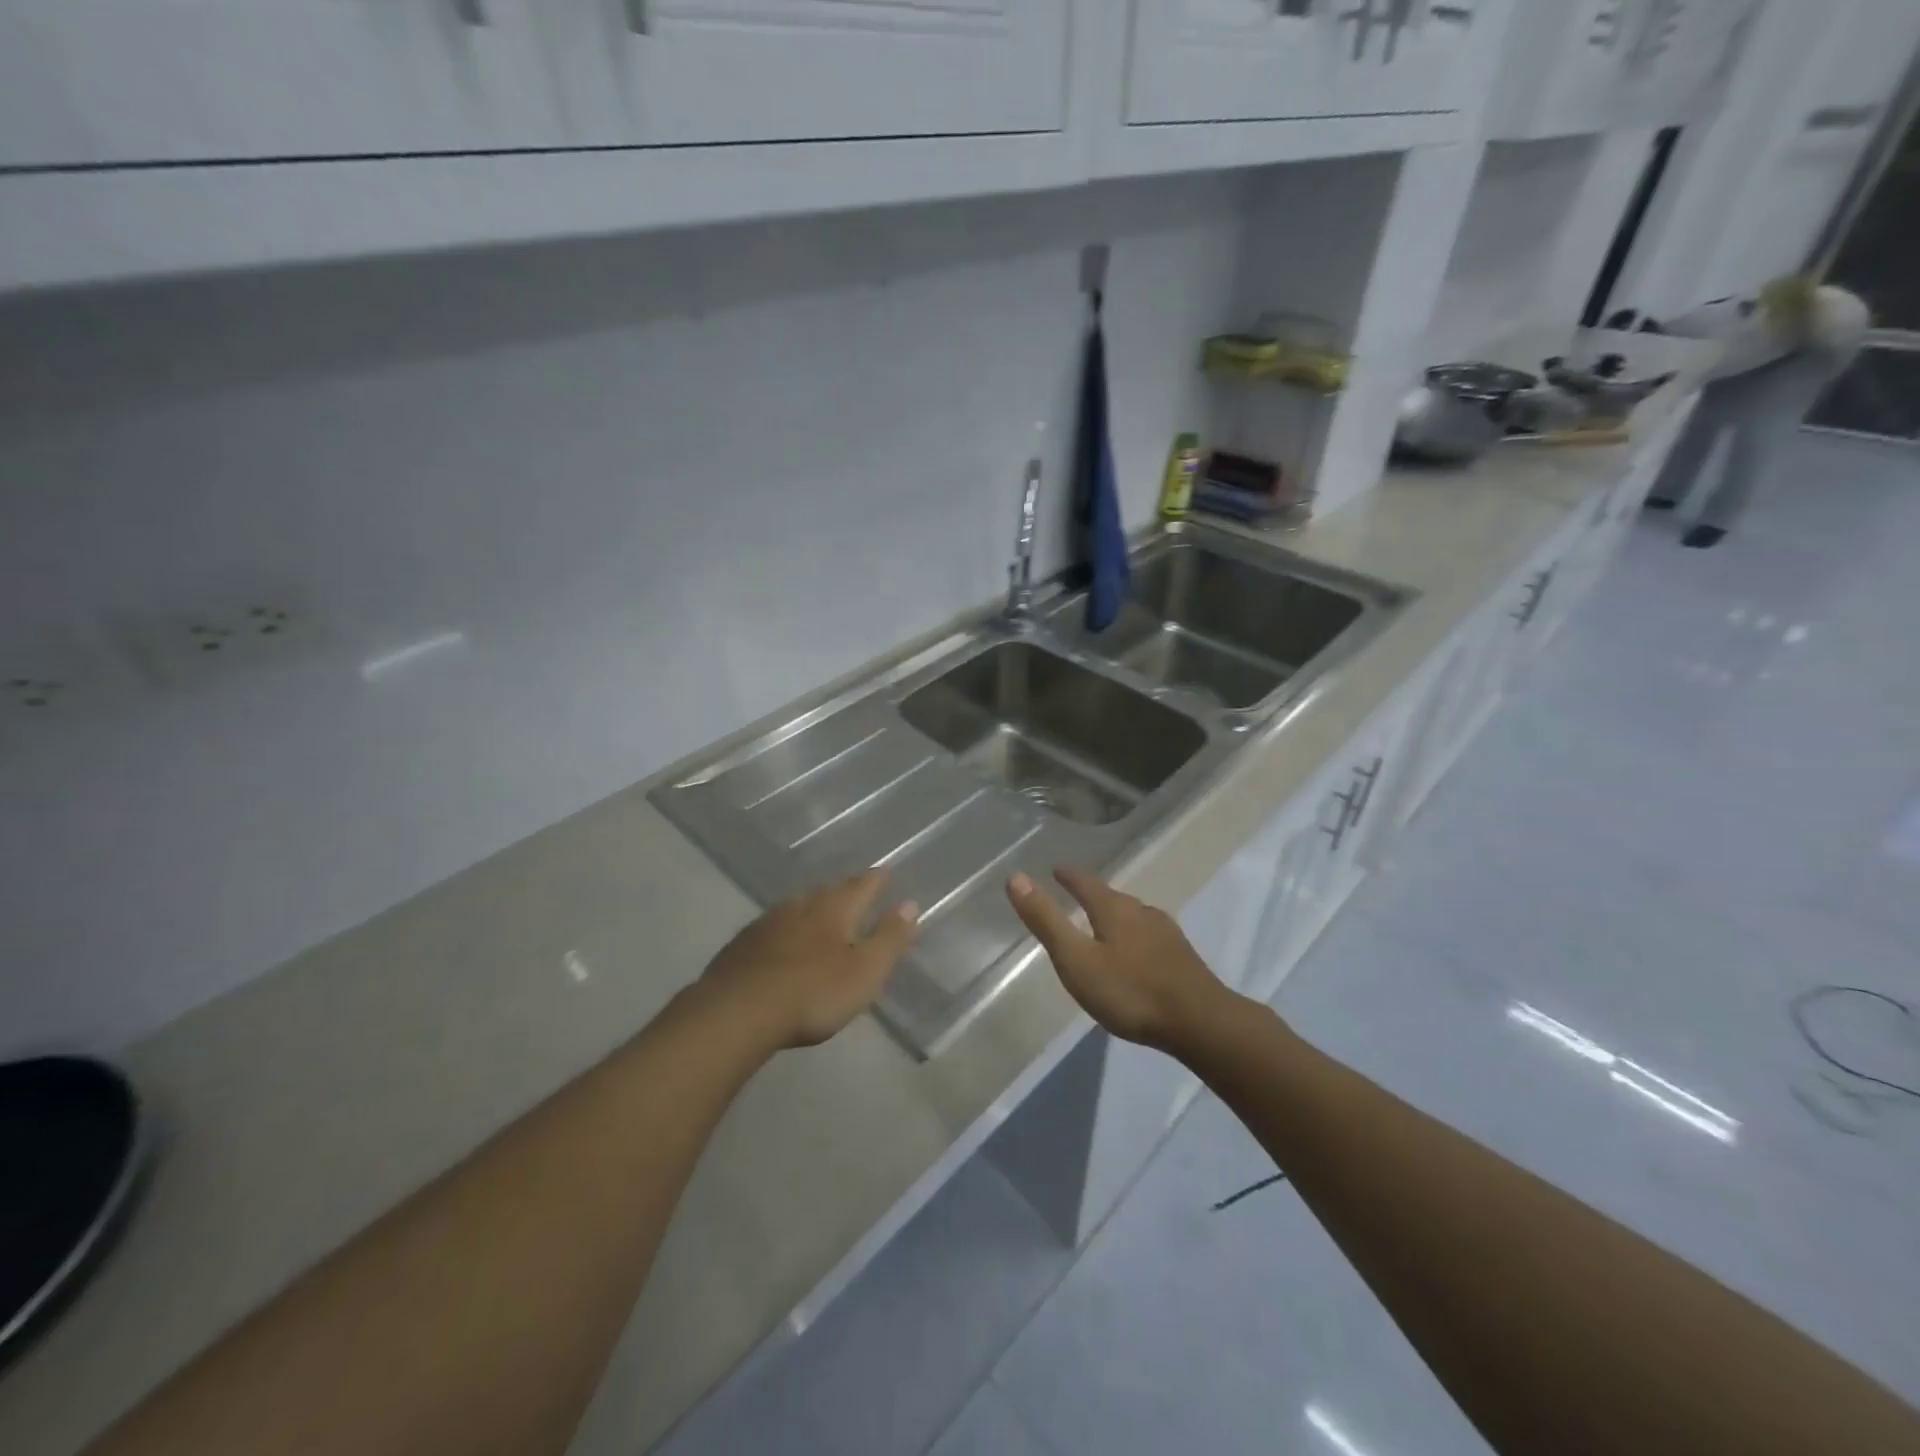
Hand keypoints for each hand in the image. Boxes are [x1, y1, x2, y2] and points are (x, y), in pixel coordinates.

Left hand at [697, 869, 919, 1049]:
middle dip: (845, 891)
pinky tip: (782, 942)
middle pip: (829, 891)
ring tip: (822, 913)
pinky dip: (786, 929)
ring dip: (813, 907)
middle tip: (856, 892)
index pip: (862, 885)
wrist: (736, 1012)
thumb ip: (889, 938)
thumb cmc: (813, 992)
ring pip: (798, 906)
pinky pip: (773, 927)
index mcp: (835, 909)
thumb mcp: (865, 971)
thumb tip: (910, 904)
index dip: (877, 880)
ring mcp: (768, 923)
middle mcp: (802, 906)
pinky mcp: (742, 944)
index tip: (886, 873)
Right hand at [1007, 867, 1237, 1055]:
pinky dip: (1133, 936)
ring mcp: (1166, 934)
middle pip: (1112, 897)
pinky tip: (1135, 954)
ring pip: (1133, 916)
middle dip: (1092, 895)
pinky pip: (1148, 936)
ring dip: (1115, 915)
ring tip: (1102, 924)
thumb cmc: (1130, 991)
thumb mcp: (1077, 959)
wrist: (1201, 1022)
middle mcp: (1141, 912)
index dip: (1069, 875)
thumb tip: (1016, 877)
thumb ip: (1047, 920)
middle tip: (1075, 895)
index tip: (1056, 869)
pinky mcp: (1181, 957)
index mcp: (1114, 909)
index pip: (1086, 882)